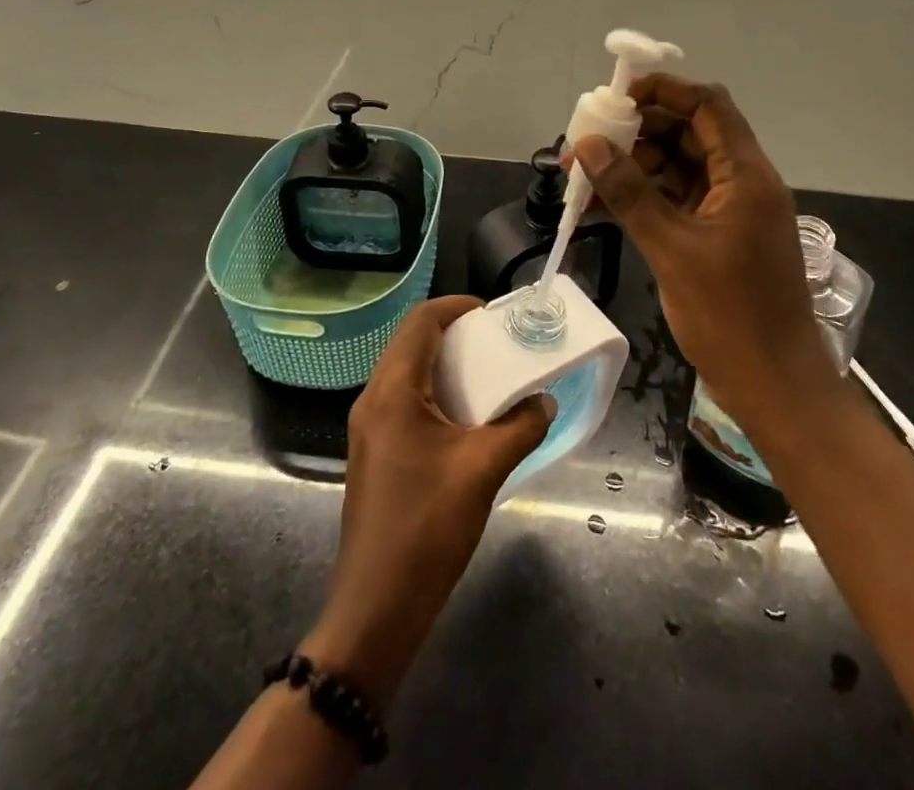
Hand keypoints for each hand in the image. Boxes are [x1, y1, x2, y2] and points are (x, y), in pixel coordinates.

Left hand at [301, 295, 553, 707]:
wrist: (376, 607)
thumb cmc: (427, 528)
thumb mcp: (484, 471)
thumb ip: (520, 427)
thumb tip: (545, 400)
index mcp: (392, 391)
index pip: (420, 322)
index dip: (455, 307)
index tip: (491, 314)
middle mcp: (373, 399)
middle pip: (410, 342)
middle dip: (453, 333)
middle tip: (495, 342)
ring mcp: (368, 428)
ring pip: (405, 372)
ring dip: (443, 364)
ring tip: (486, 375)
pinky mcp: (373, 453)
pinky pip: (403, 401)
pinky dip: (433, 392)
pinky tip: (464, 417)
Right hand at [569, 74, 830, 433]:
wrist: (773, 387)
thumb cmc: (730, 315)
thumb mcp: (672, 249)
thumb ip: (629, 193)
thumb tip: (588, 145)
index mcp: (746, 175)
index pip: (708, 106)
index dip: (664, 91)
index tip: (616, 96)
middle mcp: (740, 183)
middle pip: (687, 134)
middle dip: (636, 132)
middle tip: (587, 140)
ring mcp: (727, 211)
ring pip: (676, 168)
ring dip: (632, 167)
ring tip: (582, 175)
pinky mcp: (714, 237)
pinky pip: (673, 201)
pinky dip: (641, 199)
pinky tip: (598, 206)